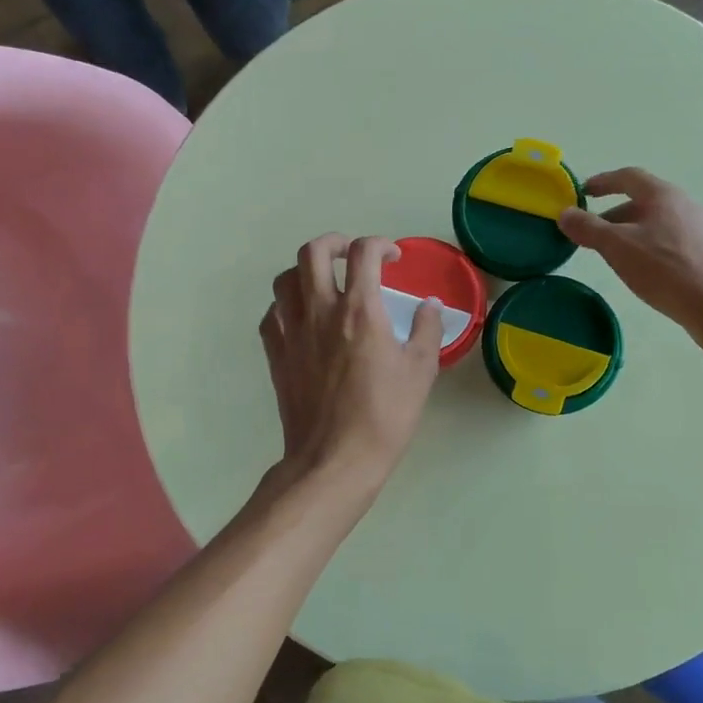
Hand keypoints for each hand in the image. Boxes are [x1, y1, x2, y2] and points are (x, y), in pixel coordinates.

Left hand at [259, 234, 443, 491]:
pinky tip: (301, 319)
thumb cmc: (385, 416)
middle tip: (351, 256)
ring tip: (323, 283)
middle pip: (313, 253)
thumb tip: (430, 305)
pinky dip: (285, 307)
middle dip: (334, 243)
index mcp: (360, 310)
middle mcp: (321, 311)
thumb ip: (428, 330)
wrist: (335, 460)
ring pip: (284, 279)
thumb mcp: (421, 371)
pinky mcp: (276, 356)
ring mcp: (292, 333)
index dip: (380, 245)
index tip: (393, 258)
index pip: (363, 253)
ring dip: (304, 271)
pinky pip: (271, 316)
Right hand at [557, 168, 702, 334]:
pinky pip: (673, 241)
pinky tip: (646, 271)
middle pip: (644, 201)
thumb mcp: (618, 247)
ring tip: (616, 256)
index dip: (603, 182)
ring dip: (633, 232)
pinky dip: (651, 247)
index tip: (583, 192)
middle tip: (593, 234)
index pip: (628, 177)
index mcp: (663, 195)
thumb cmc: (665, 269)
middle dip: (614, 214)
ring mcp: (702, 228)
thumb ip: (589, 228)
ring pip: (658, 222)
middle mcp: (685, 204)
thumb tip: (565, 213)